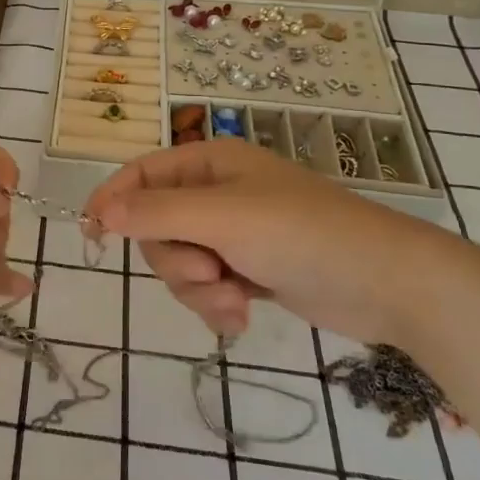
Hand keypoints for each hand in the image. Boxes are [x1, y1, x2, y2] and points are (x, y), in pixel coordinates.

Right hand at [85, 138, 463, 344]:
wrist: (387, 283)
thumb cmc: (301, 234)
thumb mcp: (221, 217)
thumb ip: (155, 213)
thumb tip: (98, 209)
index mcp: (210, 163)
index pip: (141, 174)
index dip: (112, 201)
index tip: (92, 237)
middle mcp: (217, 193)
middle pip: (157, 227)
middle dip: (175, 261)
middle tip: (210, 273)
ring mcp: (235, 233)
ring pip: (181, 263)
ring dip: (199, 290)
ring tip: (235, 302)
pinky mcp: (251, 269)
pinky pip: (208, 287)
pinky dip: (218, 305)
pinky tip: (244, 316)